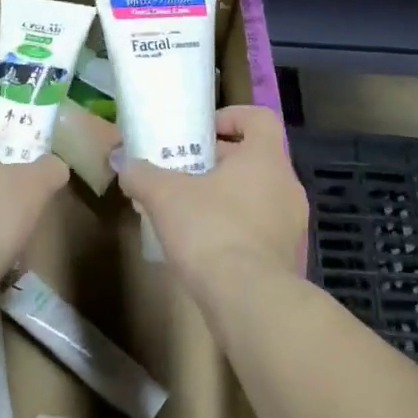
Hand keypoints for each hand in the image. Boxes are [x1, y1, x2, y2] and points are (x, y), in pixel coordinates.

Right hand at [116, 105, 306, 304]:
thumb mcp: (164, 196)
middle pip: (255, 159)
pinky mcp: (287, 258)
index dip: (231, 117)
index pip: (259, 119)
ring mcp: (292, 225)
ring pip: (258, 196)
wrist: (248, 300)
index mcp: (266, 158)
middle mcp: (287, 186)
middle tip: (183, 173)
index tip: (202, 132)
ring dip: (227, 198)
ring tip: (189, 212)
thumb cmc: (210, 229)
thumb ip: (142, 175)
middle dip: (218, 162)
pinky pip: (260, 230)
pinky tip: (205, 246)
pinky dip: (235, 230)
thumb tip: (125, 165)